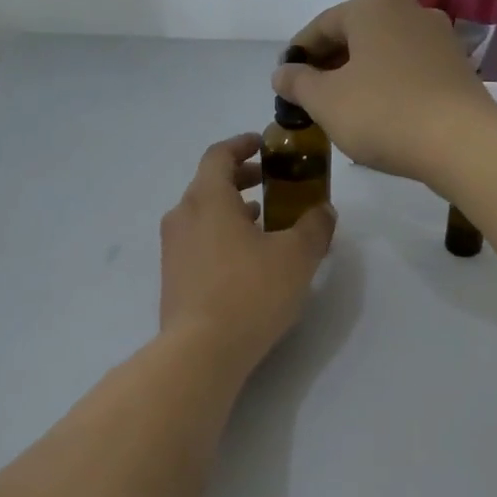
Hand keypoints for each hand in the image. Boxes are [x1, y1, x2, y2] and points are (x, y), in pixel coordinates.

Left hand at [159, 134, 335, 375]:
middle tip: (271, 183)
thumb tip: (324, 211)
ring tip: (264, 222)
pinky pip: (198, 242)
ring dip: (232, 211)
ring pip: (203, 215)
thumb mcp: (297, 256)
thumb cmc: (250, 292)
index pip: (219, 155)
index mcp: (207, 199)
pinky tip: (246, 260)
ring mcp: (173, 249)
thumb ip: (315, 227)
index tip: (263, 145)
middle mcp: (182, 217)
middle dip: (241, 178)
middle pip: (209, 184)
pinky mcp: (173, 278)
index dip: (242, 144)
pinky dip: (221, 236)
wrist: (201, 351)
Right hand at [272, 0, 496, 182]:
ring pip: (384, 52)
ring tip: (343, 107)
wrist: (460, 142)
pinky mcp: (457, 66)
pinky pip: (409, 69)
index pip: (322, 25)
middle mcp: (409, 10)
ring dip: (359, 75)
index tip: (285, 81)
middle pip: (356, 35)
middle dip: (330, 64)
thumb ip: (297, 83)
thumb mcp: (326, 101)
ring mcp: (439, 37)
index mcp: (373, 6)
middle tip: (311, 97)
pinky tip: (379, 112)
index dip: (299, 54)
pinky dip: (388, 84)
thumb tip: (282, 73)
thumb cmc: (383, 113)